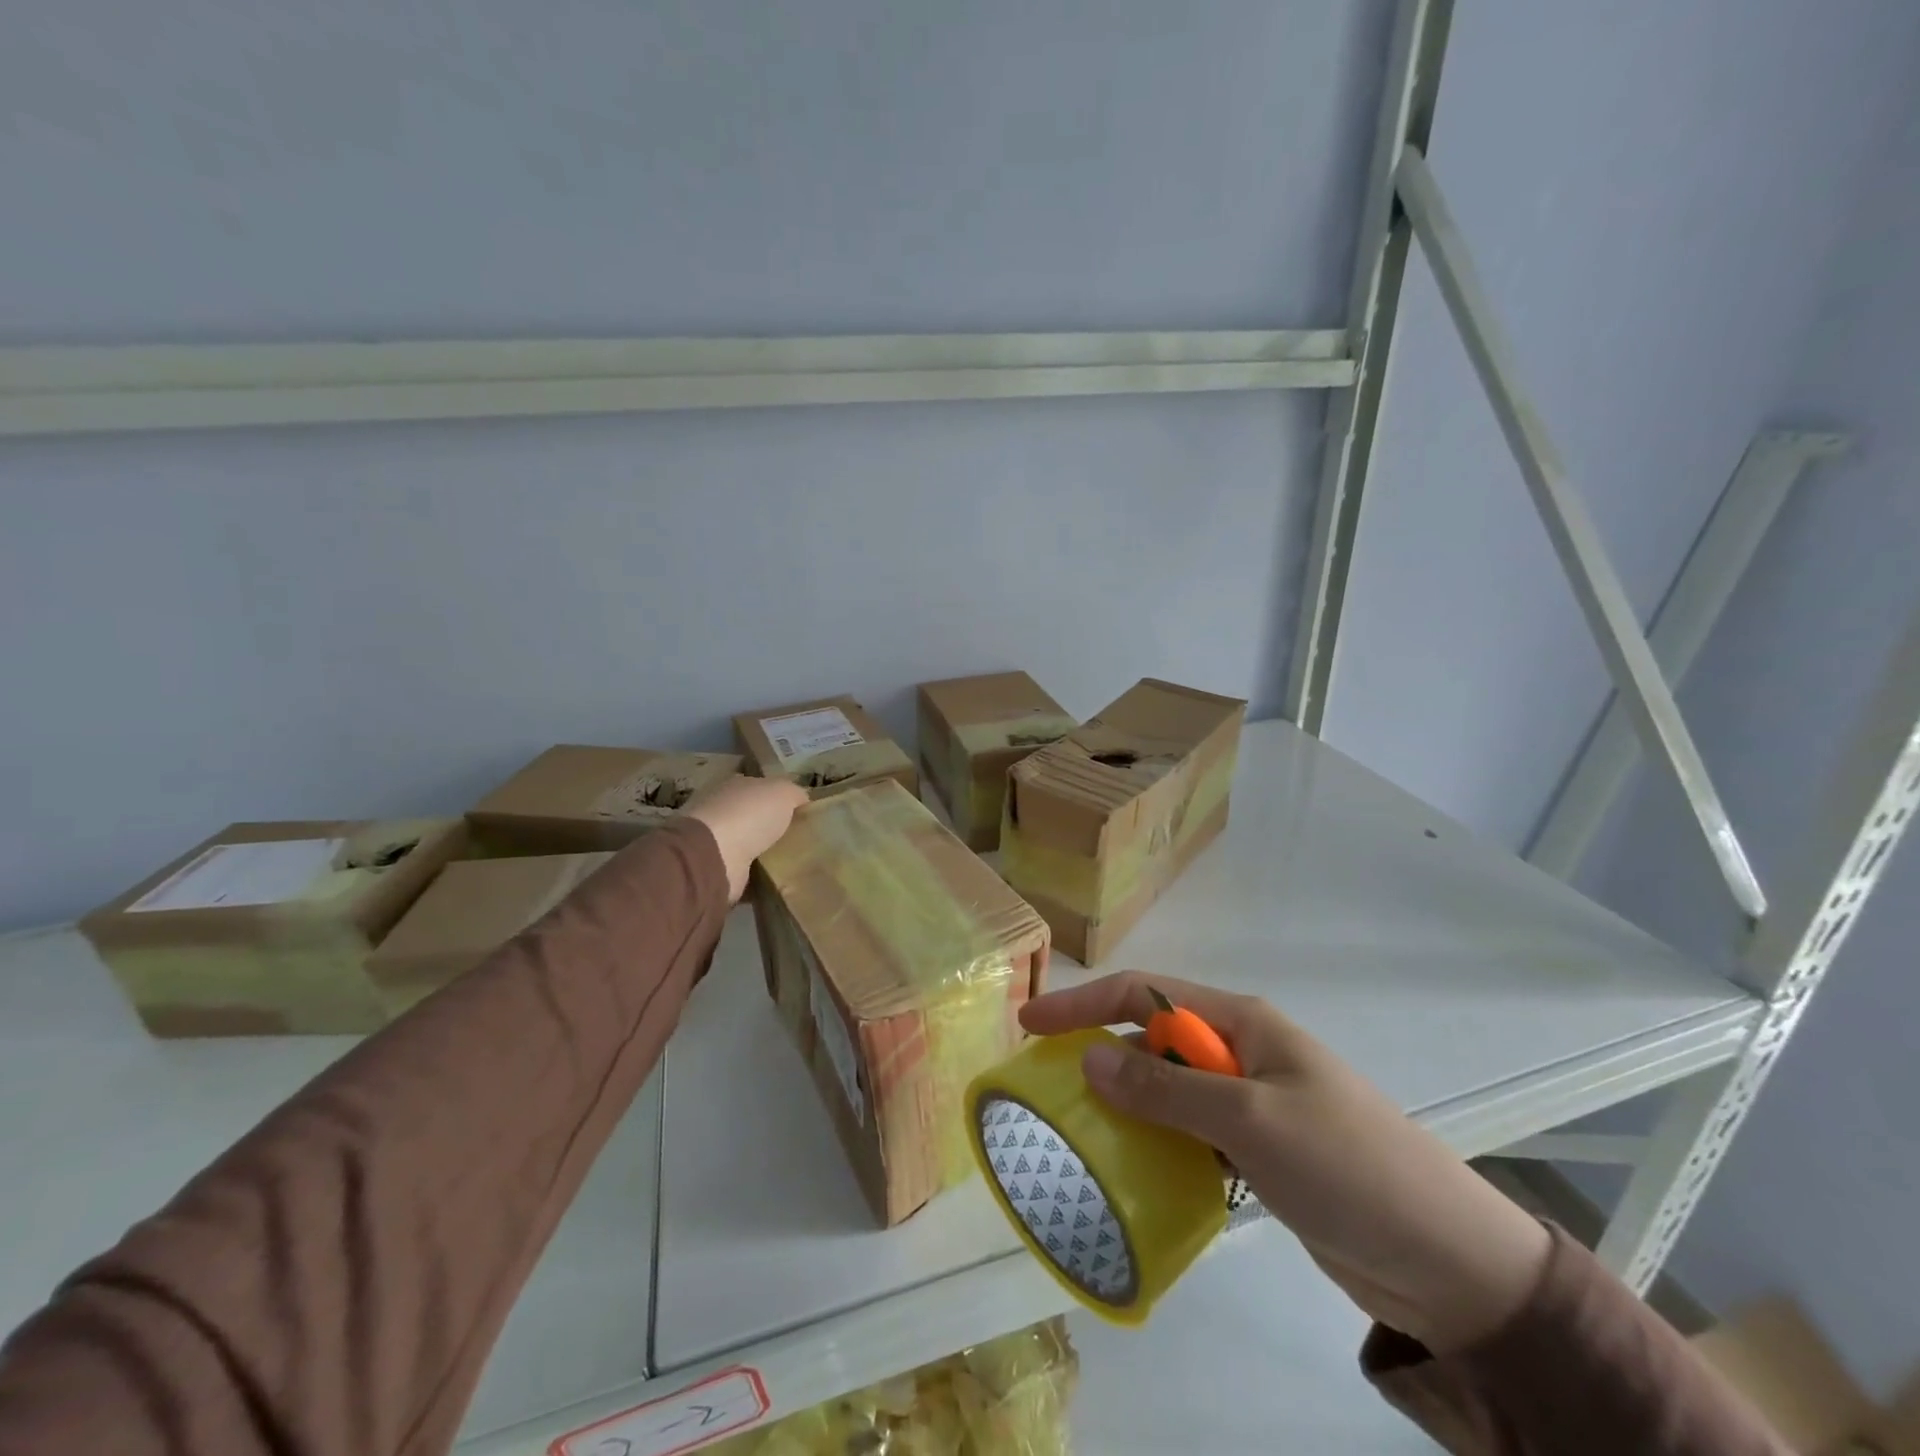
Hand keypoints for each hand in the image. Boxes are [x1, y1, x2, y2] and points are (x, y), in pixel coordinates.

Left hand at [683, 776, 808, 901]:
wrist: (715, 857)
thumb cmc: (749, 815)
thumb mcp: (783, 792)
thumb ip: (795, 793)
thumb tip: (802, 800)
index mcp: (733, 785)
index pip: (759, 787)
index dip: (779, 797)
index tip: (801, 812)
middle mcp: (721, 809)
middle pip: (753, 816)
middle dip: (773, 826)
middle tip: (802, 839)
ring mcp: (715, 841)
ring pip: (750, 844)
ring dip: (767, 852)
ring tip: (796, 862)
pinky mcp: (717, 869)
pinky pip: (746, 871)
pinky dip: (760, 876)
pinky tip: (780, 880)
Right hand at [1019, 971, 1551, 1353]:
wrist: (1451, 1263)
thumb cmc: (1348, 1167)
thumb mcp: (1250, 1119)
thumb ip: (1165, 1088)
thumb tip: (1088, 1057)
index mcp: (1241, 1022)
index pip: (1145, 993)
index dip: (1085, 1003)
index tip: (1031, 1024)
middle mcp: (1241, 1051)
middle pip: (1152, 1037)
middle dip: (1099, 1052)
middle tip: (1047, 1086)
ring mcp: (1251, 1101)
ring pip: (1168, 1088)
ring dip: (1125, 1103)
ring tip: (1075, 1132)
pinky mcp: (1259, 1150)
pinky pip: (1189, 1132)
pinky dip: (1156, 1142)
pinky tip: (1131, 1169)